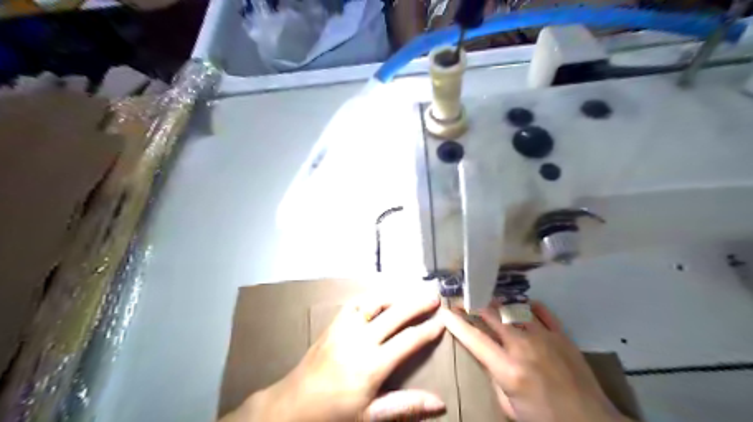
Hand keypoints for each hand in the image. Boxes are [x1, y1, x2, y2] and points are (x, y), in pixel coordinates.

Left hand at [226, 292, 441, 421]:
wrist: (294, 404)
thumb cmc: (334, 413)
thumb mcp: (370, 416)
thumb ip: (405, 405)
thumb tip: (440, 402)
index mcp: (372, 365)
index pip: (408, 341)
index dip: (427, 330)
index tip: (442, 321)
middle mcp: (360, 340)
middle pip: (395, 314)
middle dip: (417, 303)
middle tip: (434, 295)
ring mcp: (345, 328)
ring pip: (375, 302)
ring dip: (396, 295)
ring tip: (412, 291)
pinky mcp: (334, 323)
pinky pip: (356, 302)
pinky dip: (372, 296)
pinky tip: (382, 296)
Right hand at [439, 302, 630, 421]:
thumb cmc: (546, 420)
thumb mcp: (510, 409)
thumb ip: (495, 380)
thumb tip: (489, 358)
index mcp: (508, 369)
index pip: (475, 339)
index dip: (457, 324)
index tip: (445, 312)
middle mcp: (523, 346)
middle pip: (492, 316)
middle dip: (473, 305)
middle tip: (462, 300)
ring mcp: (545, 337)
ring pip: (514, 309)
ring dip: (498, 303)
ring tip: (488, 300)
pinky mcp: (562, 336)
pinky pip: (542, 312)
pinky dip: (529, 306)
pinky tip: (522, 306)